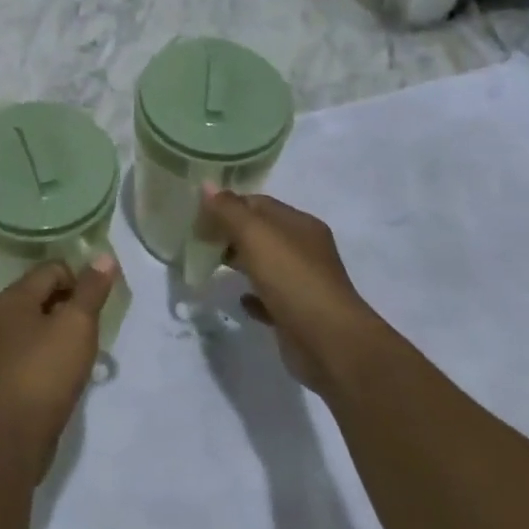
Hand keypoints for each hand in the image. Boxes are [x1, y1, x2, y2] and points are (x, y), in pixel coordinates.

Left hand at [0, 257, 116, 477]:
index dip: (80, 277)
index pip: (52, 269)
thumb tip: (103, 256)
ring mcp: (5, 347)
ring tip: (90, 347)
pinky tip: (73, 370)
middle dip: (74, 303)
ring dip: (67, 330)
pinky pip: (39, 350)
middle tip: (99, 323)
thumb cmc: (45, 370)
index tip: (103, 300)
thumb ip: (91, 289)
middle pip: (45, 294)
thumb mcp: (76, 324)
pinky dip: (57, 353)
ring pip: (42, 324)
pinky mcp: (11, 375)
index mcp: (14, 296)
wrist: (14, 434)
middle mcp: (4, 316)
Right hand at [202, 186, 378, 395]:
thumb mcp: (255, 235)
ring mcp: (303, 283)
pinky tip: (239, 299)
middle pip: (261, 233)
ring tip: (211, 265)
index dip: (228, 205)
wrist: (329, 343)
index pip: (258, 203)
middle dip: (231, 233)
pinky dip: (253, 295)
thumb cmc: (292, 279)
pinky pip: (270, 298)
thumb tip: (206, 185)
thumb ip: (228, 210)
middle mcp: (305, 250)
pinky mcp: (298, 314)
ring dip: (240, 262)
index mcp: (299, 224)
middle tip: (200, 241)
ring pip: (265, 264)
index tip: (199, 216)